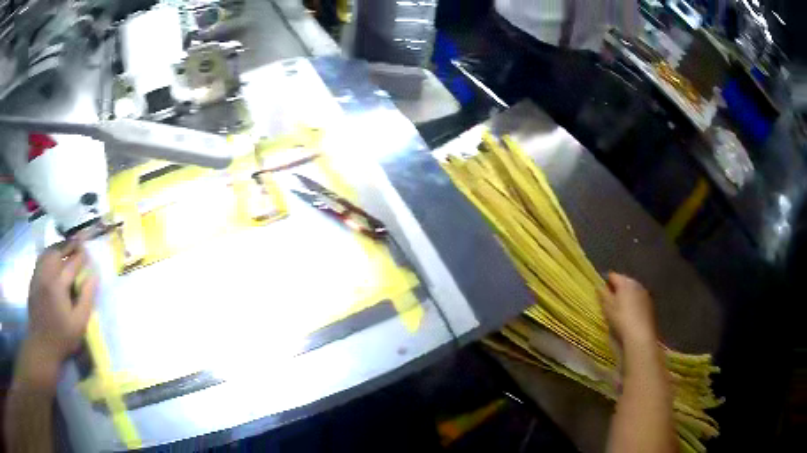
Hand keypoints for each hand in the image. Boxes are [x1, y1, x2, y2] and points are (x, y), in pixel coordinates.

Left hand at [22, 239, 97, 388]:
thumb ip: (87, 298)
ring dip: (58, 247)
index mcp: (59, 285)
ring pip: (48, 252)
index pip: (72, 264)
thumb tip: (94, 276)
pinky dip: (49, 253)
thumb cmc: (63, 337)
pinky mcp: (34, 279)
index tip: (89, 253)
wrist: (42, 345)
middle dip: (69, 245)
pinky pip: (41, 258)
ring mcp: (38, 275)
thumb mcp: (79, 324)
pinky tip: (53, 256)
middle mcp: (47, 274)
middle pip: (58, 251)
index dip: (81, 257)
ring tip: (66, 247)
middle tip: (78, 243)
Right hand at [598, 273, 658, 348]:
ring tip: (620, 308)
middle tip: (610, 301)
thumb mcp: (607, 307)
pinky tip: (631, 314)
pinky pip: (639, 299)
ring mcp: (645, 294)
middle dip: (617, 289)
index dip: (606, 282)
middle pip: (624, 282)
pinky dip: (634, 303)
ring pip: (633, 291)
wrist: (641, 334)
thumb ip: (603, 294)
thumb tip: (599, 285)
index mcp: (625, 282)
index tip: (601, 292)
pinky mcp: (651, 304)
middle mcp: (637, 284)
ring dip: (626, 296)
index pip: (613, 276)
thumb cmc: (621, 319)